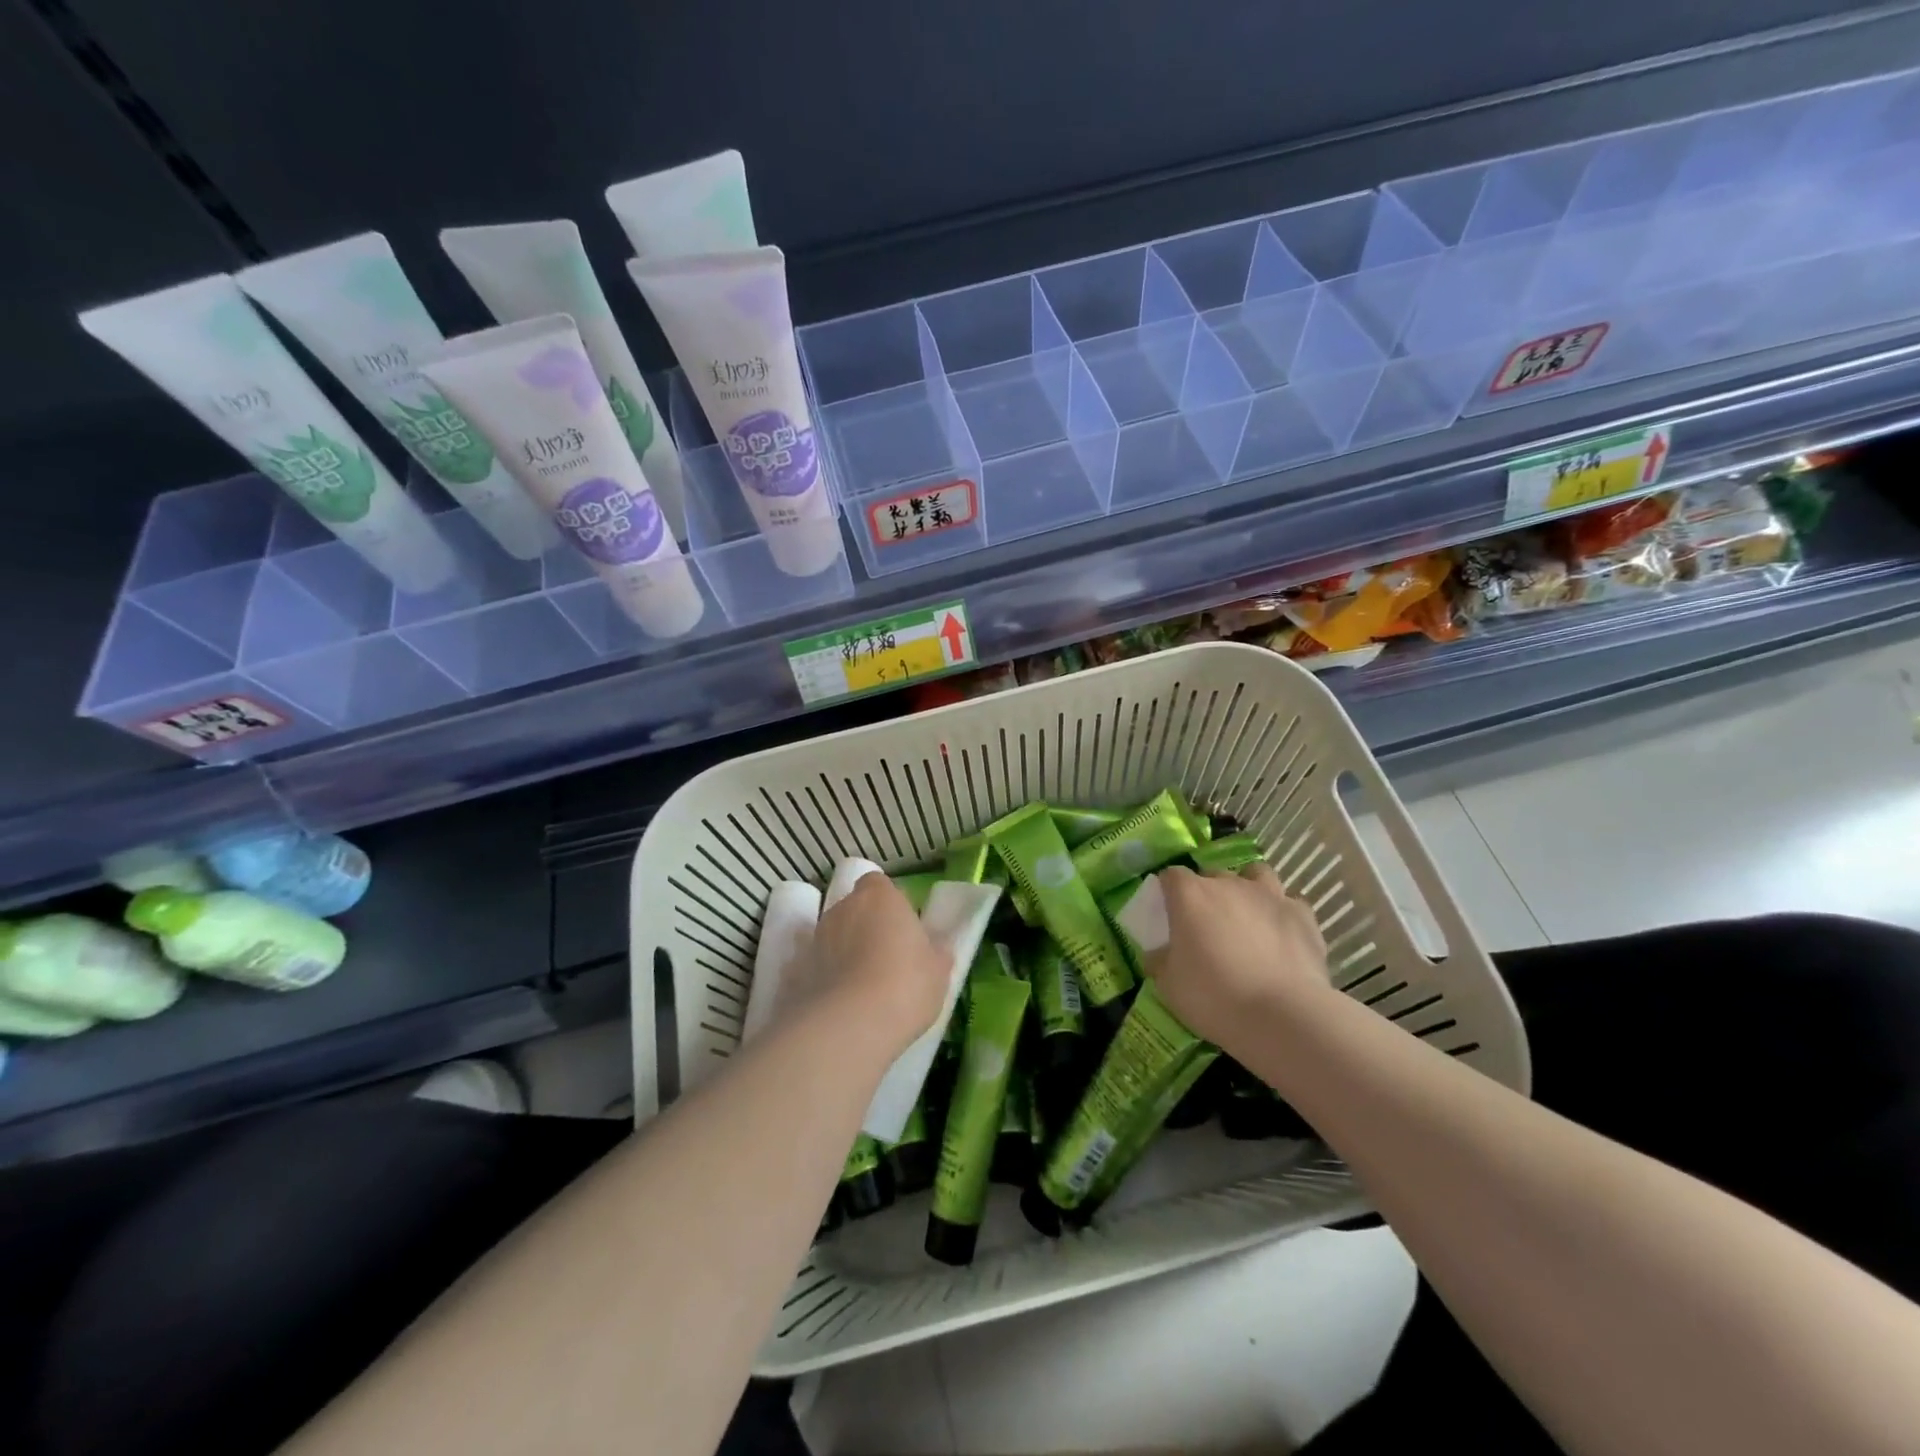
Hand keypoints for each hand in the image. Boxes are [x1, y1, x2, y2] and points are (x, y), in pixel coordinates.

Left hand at [785, 873, 950, 1061]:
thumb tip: (936, 948)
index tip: (902, 928)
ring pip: (834, 936)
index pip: (879, 884)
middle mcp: (843, 907)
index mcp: (880, 896)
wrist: (850, 1024)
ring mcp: (817, 937)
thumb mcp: (938, 971)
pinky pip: (817, 965)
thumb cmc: (905, 984)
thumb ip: (935, 952)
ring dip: (844, 950)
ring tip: (862, 985)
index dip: (889, 904)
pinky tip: (839, 1002)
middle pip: (855, 908)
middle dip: (866, 926)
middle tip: (886, 957)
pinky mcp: (797, 969)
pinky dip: (825, 976)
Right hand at [1145, 864, 1333, 1055]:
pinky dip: (1282, 912)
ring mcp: (1269, 895)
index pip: (1171, 875)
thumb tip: (1158, 954)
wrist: (1283, 1016)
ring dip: (1248, 888)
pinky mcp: (1302, 914)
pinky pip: (1289, 902)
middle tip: (1207, 924)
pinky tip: (1280, 934)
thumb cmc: (1214, 996)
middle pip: (1212, 874)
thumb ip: (1160, 961)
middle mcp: (1228, 884)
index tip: (1168, 912)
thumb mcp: (1169, 985)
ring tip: (1247, 916)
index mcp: (1190, 895)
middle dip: (1207, 893)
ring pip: (1255, 874)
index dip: (1168, 891)